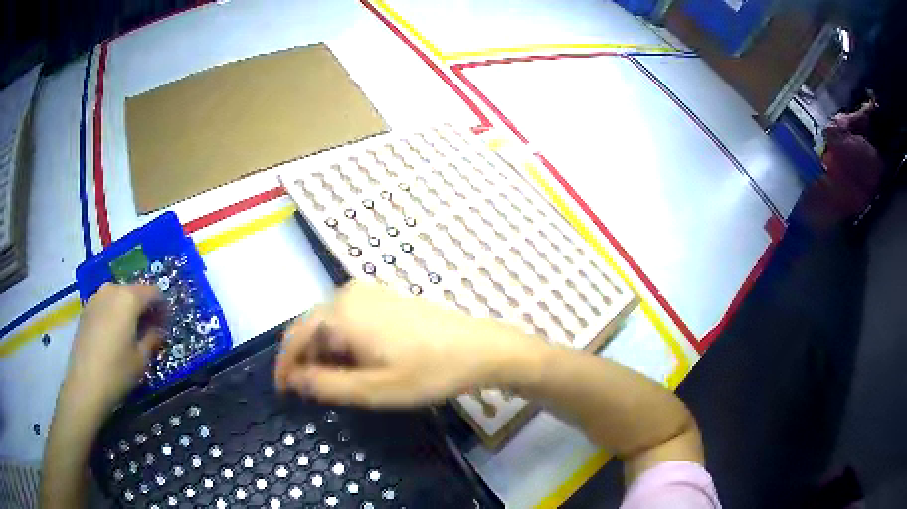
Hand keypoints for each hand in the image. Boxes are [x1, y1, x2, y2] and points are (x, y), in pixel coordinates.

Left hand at [62, 283, 162, 413]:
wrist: (85, 384)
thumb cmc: (117, 371)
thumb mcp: (142, 359)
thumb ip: (153, 338)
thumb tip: (158, 330)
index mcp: (129, 298)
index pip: (154, 292)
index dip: (163, 307)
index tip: (166, 325)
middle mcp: (112, 290)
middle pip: (135, 291)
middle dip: (145, 308)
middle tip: (150, 330)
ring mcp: (96, 297)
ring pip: (118, 297)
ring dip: (128, 311)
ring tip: (131, 333)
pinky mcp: (86, 309)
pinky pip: (106, 305)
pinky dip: (114, 314)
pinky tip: (114, 336)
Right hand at [274, 282, 546, 406]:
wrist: (478, 349)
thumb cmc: (427, 372)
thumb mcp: (373, 389)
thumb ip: (326, 385)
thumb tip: (295, 379)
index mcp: (341, 313)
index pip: (295, 337)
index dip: (285, 365)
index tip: (283, 390)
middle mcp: (348, 294)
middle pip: (310, 328)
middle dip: (305, 359)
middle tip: (311, 391)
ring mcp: (368, 292)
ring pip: (329, 324)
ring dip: (324, 352)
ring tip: (336, 381)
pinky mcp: (383, 297)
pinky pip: (348, 318)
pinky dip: (342, 342)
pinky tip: (357, 362)